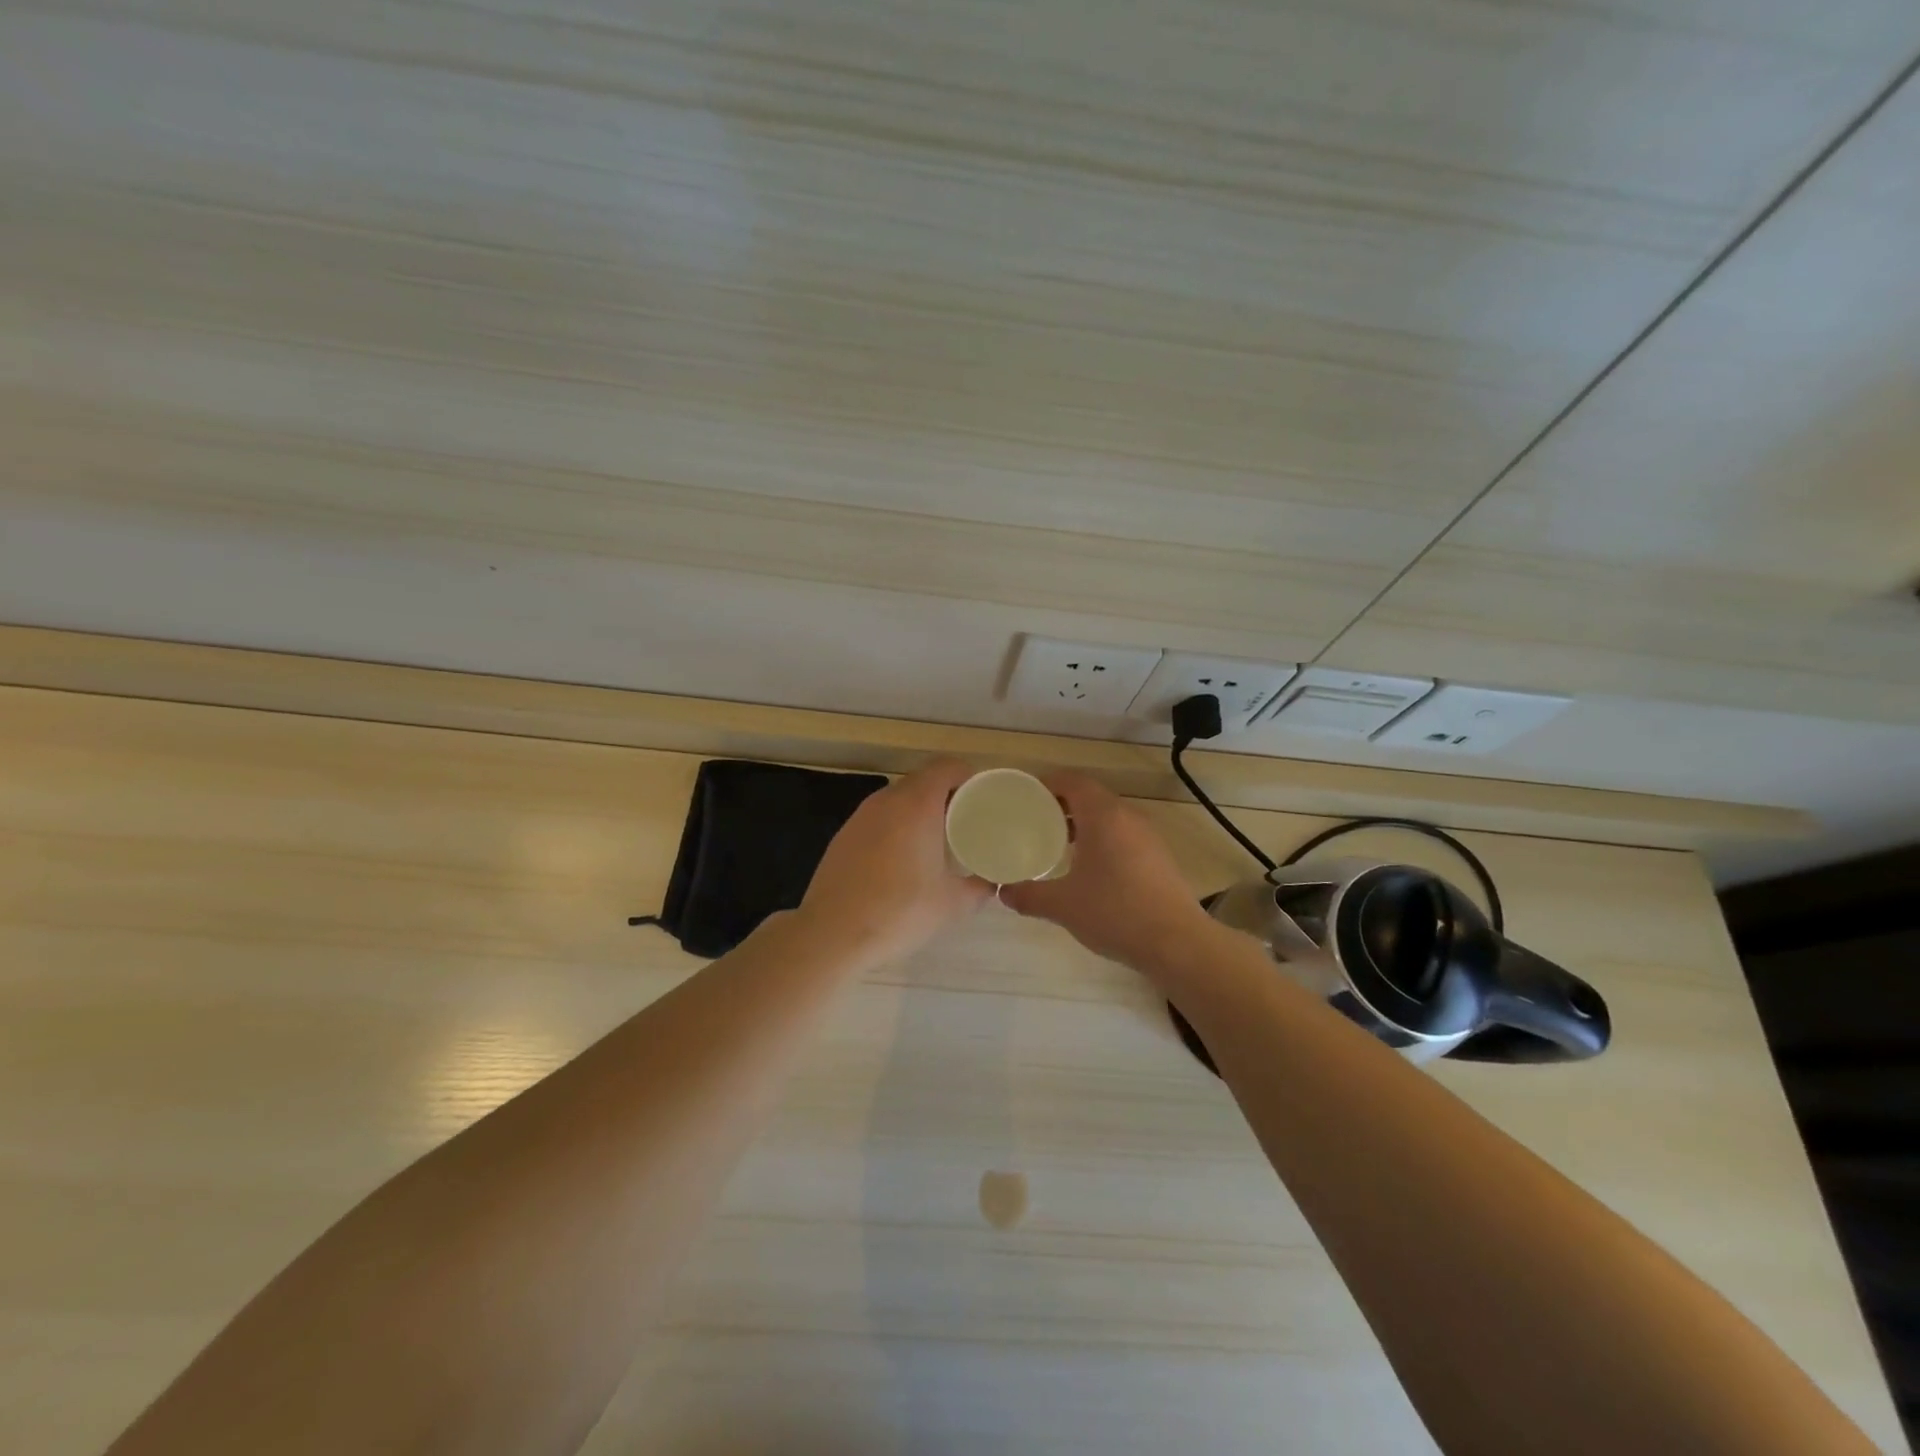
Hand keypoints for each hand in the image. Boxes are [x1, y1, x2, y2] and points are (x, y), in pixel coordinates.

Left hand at [797, 757, 992, 964]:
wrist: (832, 933)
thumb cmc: (899, 912)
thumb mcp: (952, 904)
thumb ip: (979, 888)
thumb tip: (991, 883)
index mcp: (917, 805)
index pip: (946, 767)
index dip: (968, 776)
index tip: (982, 798)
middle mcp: (887, 801)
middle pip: (922, 780)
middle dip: (946, 794)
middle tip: (964, 821)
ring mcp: (860, 816)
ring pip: (898, 799)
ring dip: (919, 810)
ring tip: (936, 840)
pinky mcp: (844, 835)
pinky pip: (879, 818)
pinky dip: (896, 826)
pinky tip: (902, 859)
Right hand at [999, 771, 1214, 977]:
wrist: (1177, 942)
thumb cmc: (1115, 912)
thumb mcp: (1063, 905)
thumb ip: (1029, 895)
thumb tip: (1002, 892)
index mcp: (1103, 815)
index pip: (1072, 781)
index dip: (1047, 784)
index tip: (1025, 798)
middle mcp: (1127, 816)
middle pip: (1090, 795)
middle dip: (1061, 805)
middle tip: (1034, 822)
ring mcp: (1147, 835)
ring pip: (1108, 815)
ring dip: (1082, 823)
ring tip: (1057, 845)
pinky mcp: (1158, 856)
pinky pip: (1122, 834)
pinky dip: (1101, 839)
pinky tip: (1089, 869)